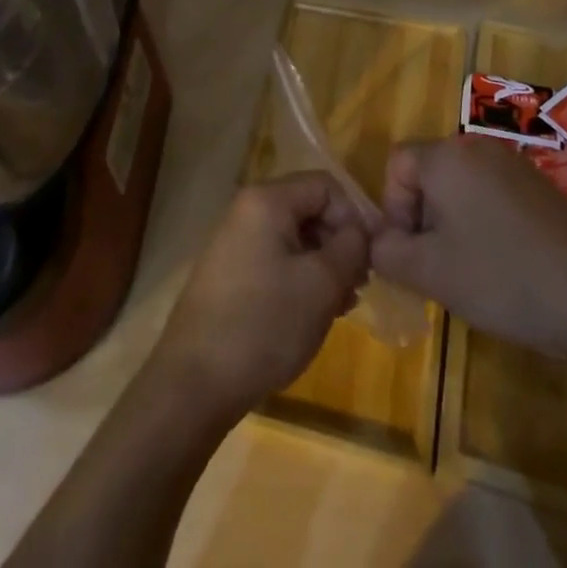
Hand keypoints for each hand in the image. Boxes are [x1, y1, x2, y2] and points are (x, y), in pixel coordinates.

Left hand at [152, 173, 369, 418]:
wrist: (195, 382)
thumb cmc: (265, 323)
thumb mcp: (321, 284)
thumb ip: (350, 247)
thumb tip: (360, 231)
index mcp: (267, 200)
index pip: (325, 186)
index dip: (354, 216)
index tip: (370, 258)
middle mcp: (247, 210)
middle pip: (308, 210)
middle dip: (339, 244)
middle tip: (358, 287)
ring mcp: (235, 242)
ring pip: (294, 239)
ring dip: (323, 266)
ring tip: (341, 307)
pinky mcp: (230, 274)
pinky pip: (275, 261)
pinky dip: (300, 280)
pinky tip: (313, 314)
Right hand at [370, 135, 566, 385]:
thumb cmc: (502, 279)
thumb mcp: (429, 272)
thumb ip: (386, 252)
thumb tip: (378, 242)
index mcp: (448, 156)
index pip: (397, 165)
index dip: (393, 209)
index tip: (411, 252)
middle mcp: (479, 147)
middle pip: (429, 174)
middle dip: (423, 219)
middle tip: (438, 267)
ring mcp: (515, 165)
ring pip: (461, 187)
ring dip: (453, 224)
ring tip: (471, 272)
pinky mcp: (541, 188)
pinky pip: (493, 197)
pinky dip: (484, 225)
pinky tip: (505, 268)